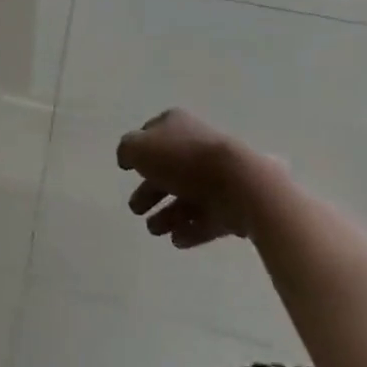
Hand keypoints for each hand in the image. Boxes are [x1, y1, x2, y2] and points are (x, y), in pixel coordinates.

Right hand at [117, 108, 257, 248]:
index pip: (152, 134)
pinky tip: (176, 240)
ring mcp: (217, 176)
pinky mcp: (232, 205)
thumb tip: (127, 157)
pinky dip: (190, 229)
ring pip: (187, 196)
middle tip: (135, 209)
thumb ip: (127, 150)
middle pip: (168, 169)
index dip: (139, 150)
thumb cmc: (183, 159)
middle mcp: (196, 146)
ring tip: (153, 230)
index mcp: (176, 125)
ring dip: (168, 214)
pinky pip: (206, 218)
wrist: (239, 184)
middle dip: (150, 190)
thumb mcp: (140, 148)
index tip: (127, 168)